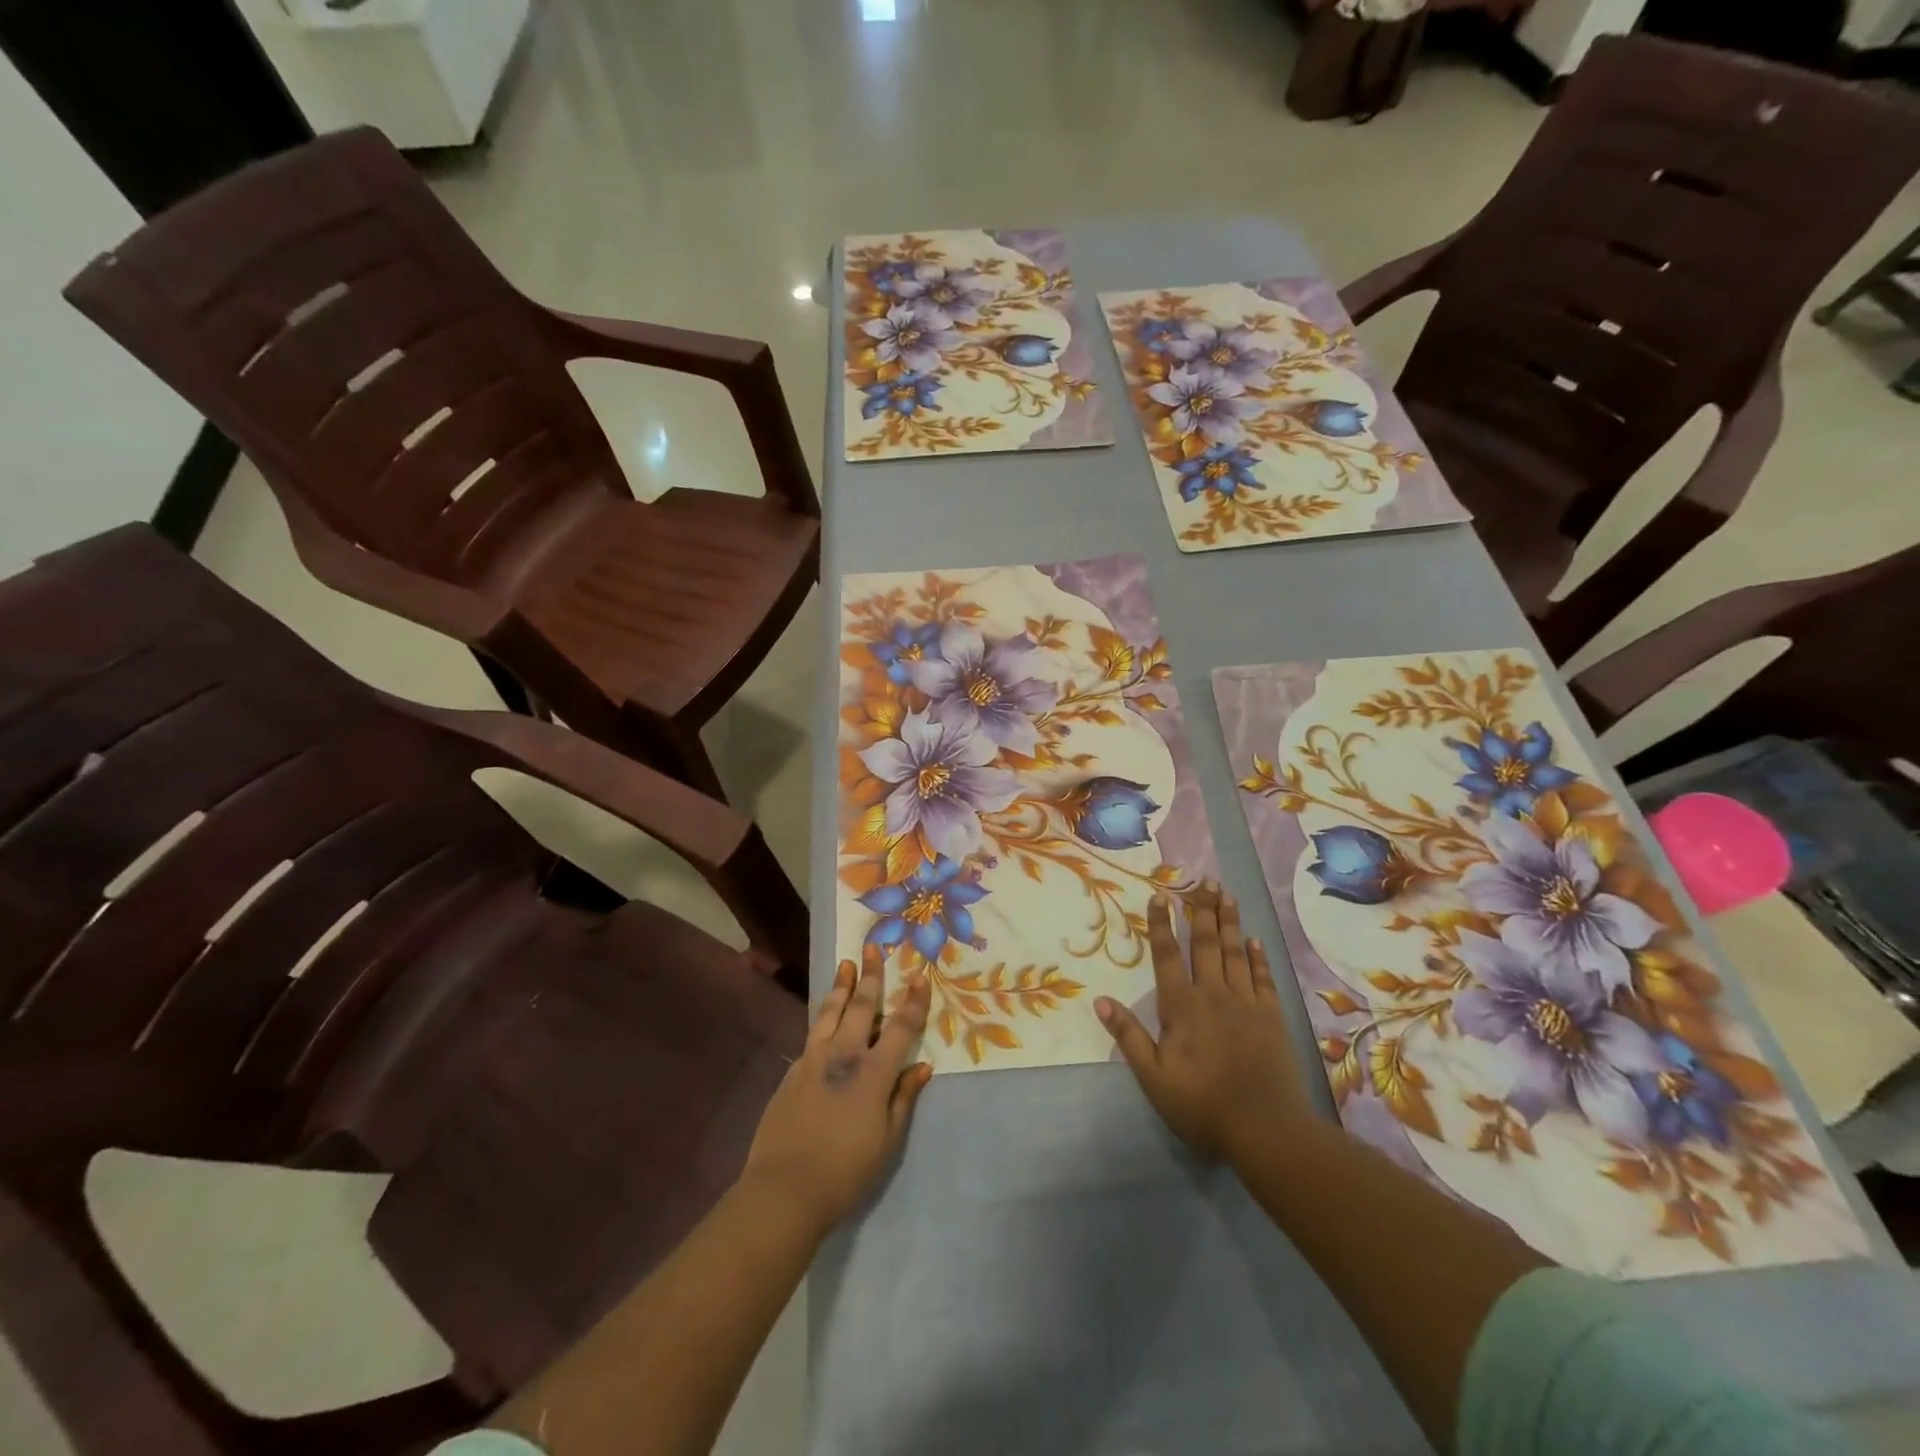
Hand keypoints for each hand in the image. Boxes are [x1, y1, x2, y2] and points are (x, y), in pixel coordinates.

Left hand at [742, 945, 932, 1236]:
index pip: (901, 1027)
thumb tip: (922, 1067)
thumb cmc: (845, 1172)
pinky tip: (825, 1013)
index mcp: (874, 1073)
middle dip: (871, 975)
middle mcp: (844, 1055)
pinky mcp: (793, 1070)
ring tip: (847, 964)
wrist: (784, 1189)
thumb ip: (904, 1099)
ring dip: (842, 986)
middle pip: (862, 1006)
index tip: (920, 975)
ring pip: (831, 1012)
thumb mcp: (887, 1141)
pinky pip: (813, 1032)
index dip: (914, 1000)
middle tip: (873, 947)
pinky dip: (823, 1015)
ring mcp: (814, 1059)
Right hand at [1097, 885, 1309, 1162]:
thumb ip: (1129, 1037)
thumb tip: (1100, 1001)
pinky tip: (1254, 939)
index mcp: (1182, 1007)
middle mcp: (1213, 994)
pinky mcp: (1271, 1017)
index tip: (1159, 896)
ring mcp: (1246, 1003)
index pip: (1167, 956)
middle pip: (1205, 943)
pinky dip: (1257, 956)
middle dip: (1201, 909)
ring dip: (1229, 921)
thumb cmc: (1202, 1106)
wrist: (1266, 1130)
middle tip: (1204, 879)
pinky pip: (1262, 977)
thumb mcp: (1154, 1078)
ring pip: (1235, 952)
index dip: (1161, 925)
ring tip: (1227, 894)